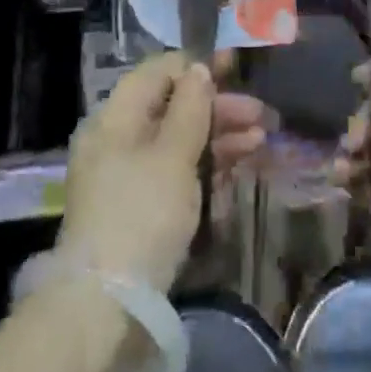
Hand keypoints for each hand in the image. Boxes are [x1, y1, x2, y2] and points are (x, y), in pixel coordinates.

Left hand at [58, 52, 270, 290]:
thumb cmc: (142, 215)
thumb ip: (190, 109)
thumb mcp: (172, 156)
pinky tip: (241, 160)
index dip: (196, 66)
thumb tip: (199, 69)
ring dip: (219, 134)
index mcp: (114, 118)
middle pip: (171, 107)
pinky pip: (176, 169)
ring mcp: (129, 174)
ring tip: (262, 137)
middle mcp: (117, 139)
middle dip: (216, 106)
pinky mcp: (141, 206)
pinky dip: (207, 162)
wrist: (109, 305)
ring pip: (178, 139)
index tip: (235, 66)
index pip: (157, 73)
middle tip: (260, 113)